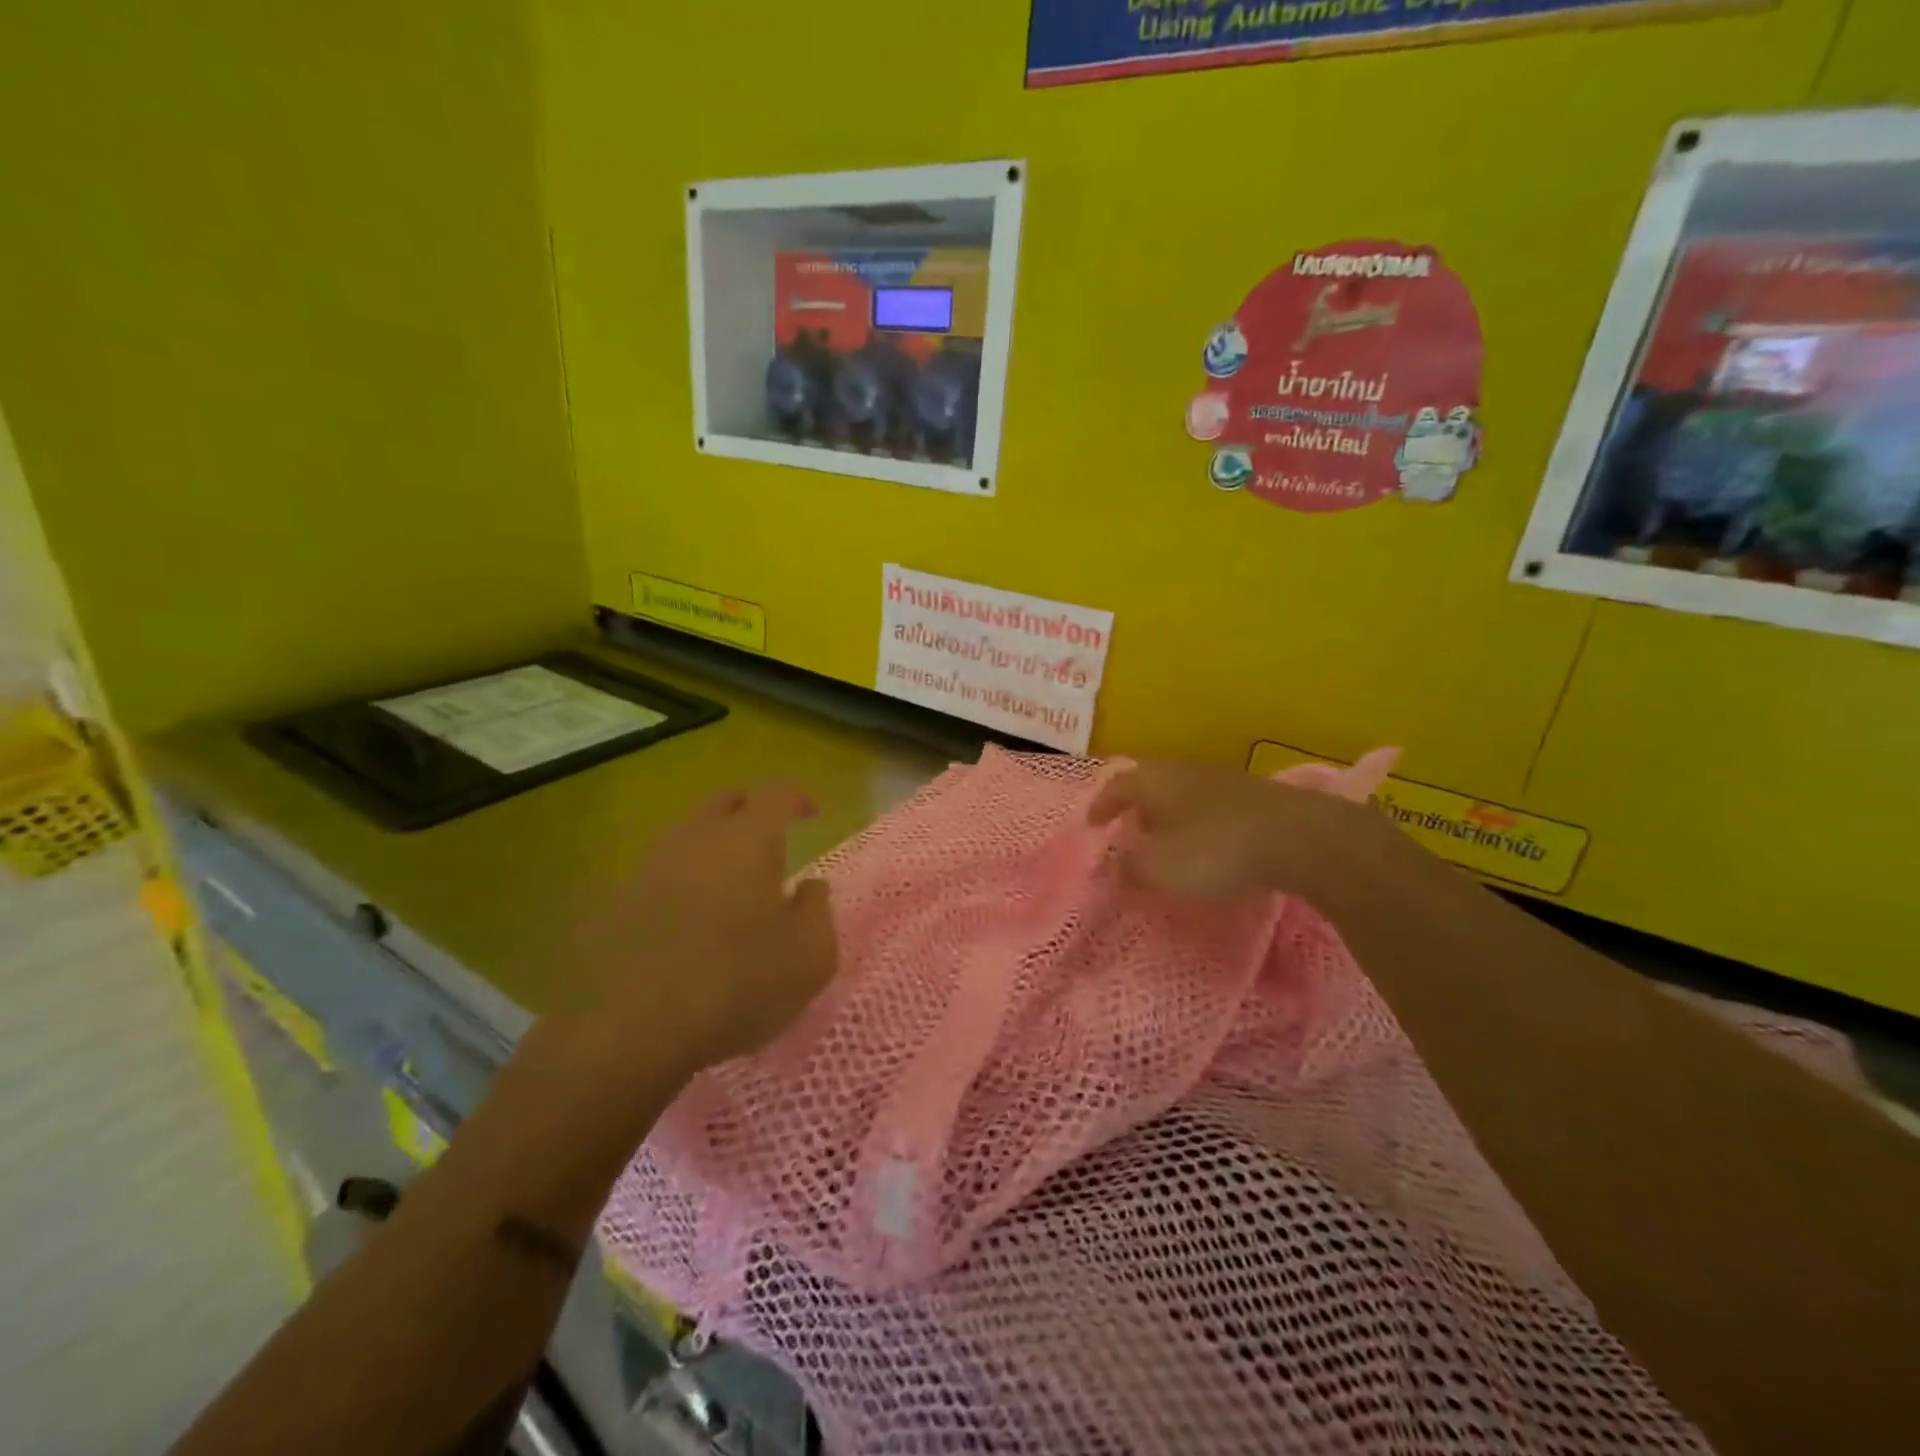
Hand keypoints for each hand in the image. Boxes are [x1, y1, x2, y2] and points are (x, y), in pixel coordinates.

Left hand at [576, 785, 836, 1078]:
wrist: (630, 1032)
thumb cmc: (738, 985)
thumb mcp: (810, 957)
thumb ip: (818, 910)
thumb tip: (809, 887)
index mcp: (747, 841)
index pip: (775, 795)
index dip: (796, 797)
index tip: (811, 813)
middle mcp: (695, 841)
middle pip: (722, 802)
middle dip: (750, 810)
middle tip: (770, 838)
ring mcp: (649, 870)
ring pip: (686, 836)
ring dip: (713, 847)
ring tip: (731, 884)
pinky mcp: (617, 905)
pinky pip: (660, 876)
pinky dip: (683, 883)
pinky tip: (690, 922)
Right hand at [1088, 760, 1403, 900]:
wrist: (1302, 838)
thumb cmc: (1216, 850)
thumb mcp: (1160, 868)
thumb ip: (1128, 869)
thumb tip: (1112, 867)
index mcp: (1154, 781)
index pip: (1116, 785)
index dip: (1101, 805)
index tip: (1092, 826)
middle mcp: (1184, 770)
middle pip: (1150, 783)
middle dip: (1136, 808)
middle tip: (1128, 831)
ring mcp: (1223, 779)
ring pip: (1182, 792)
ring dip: (1169, 814)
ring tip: (1166, 841)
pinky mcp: (1255, 796)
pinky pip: (1211, 805)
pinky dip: (1198, 821)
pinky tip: (1209, 844)